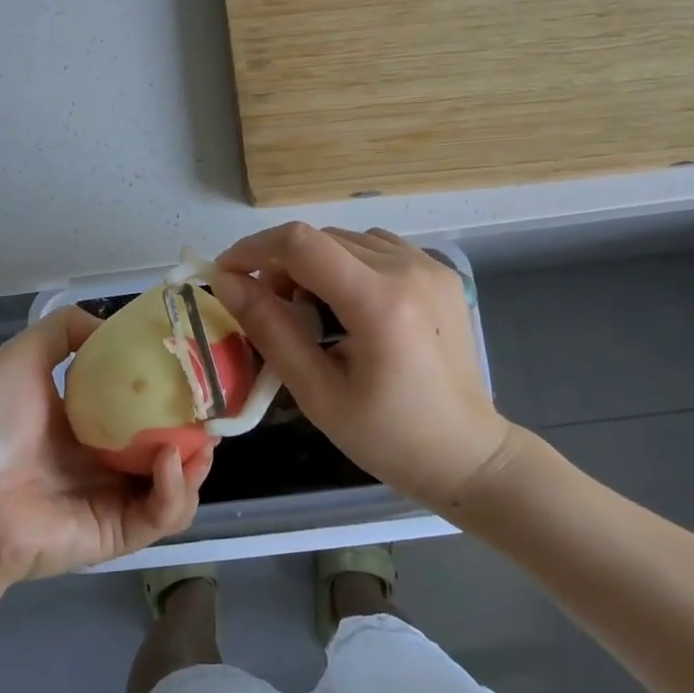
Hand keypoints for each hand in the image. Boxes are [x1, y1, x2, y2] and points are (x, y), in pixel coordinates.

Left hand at [0, 306, 212, 585]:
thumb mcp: (24, 355)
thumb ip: (64, 330)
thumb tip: (109, 324)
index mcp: (87, 423)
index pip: (141, 407)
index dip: (171, 391)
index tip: (195, 371)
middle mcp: (105, 460)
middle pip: (167, 445)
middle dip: (195, 429)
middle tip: (213, 410)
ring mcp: (115, 499)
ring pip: (175, 484)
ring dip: (195, 463)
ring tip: (202, 440)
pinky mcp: (119, 534)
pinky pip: (162, 516)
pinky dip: (176, 491)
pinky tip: (169, 463)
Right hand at [210, 223, 515, 512]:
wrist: (468, 454)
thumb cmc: (388, 437)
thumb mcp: (317, 393)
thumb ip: (270, 330)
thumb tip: (226, 282)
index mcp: (379, 303)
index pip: (300, 244)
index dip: (252, 250)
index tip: (226, 275)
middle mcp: (407, 269)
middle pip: (320, 238)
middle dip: (279, 265)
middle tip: (268, 311)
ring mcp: (428, 266)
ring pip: (345, 239)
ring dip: (312, 264)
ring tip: (309, 312)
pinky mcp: (439, 272)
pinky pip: (375, 247)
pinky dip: (345, 265)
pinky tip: (347, 305)